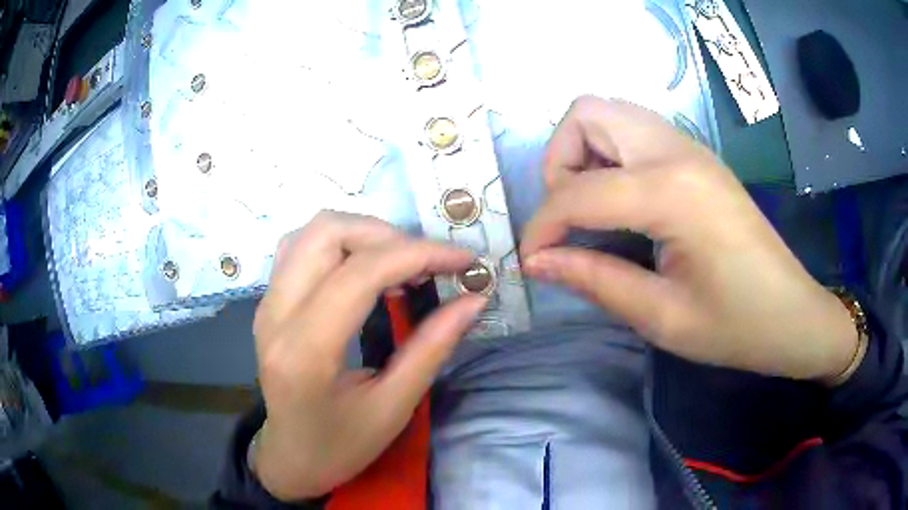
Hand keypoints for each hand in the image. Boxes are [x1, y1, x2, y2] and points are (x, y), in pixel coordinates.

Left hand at [252, 211, 485, 499]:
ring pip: (312, 231)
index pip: (360, 273)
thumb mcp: (394, 408)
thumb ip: (432, 348)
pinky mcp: (269, 302)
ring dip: (364, 233)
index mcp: (306, 351)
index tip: (462, 259)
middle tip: (427, 264)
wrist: (291, 457)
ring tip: (401, 264)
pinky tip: (365, 268)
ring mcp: (267, 304)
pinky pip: (301, 246)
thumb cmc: (341, 446)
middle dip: (388, 235)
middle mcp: (276, 315)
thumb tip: (473, 300)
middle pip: (327, 233)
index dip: (418, 254)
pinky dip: (341, 243)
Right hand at [521, 96, 857, 380]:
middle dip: (559, 162)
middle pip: (586, 113)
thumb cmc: (737, 326)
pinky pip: (633, 131)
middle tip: (569, 217)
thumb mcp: (663, 316)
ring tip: (592, 209)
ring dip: (583, 153)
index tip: (532, 261)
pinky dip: (610, 155)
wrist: (793, 315)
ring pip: (609, 113)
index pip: (578, 191)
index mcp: (672, 191)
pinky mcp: (697, 157)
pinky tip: (622, 203)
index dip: (541, 225)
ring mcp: (690, 147)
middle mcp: (677, 151)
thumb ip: (595, 280)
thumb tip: (537, 261)